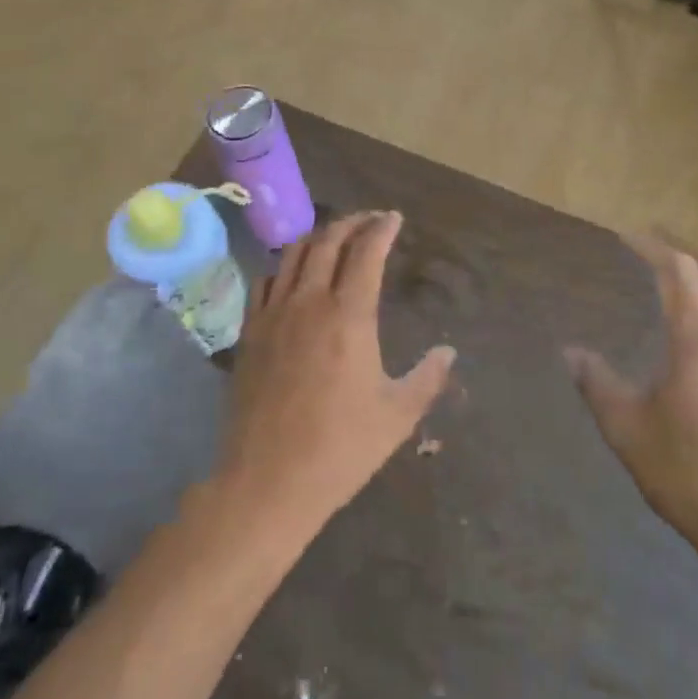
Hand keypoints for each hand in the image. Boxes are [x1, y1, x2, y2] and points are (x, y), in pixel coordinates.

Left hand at [216, 212, 455, 543]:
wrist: (268, 480)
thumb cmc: (340, 448)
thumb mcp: (397, 415)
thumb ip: (428, 377)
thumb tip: (448, 350)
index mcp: (349, 316)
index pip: (366, 252)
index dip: (382, 229)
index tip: (394, 219)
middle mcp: (309, 301)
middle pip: (328, 241)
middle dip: (352, 222)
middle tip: (369, 220)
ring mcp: (273, 314)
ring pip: (293, 254)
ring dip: (317, 237)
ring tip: (334, 239)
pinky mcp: (249, 332)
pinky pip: (264, 281)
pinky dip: (284, 267)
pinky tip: (292, 276)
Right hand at [566, 239, 697, 563]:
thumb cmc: (689, 475)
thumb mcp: (627, 430)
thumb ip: (596, 384)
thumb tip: (570, 352)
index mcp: (695, 336)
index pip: (676, 268)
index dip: (650, 246)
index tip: (626, 237)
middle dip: (683, 250)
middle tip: (652, 252)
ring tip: (694, 274)